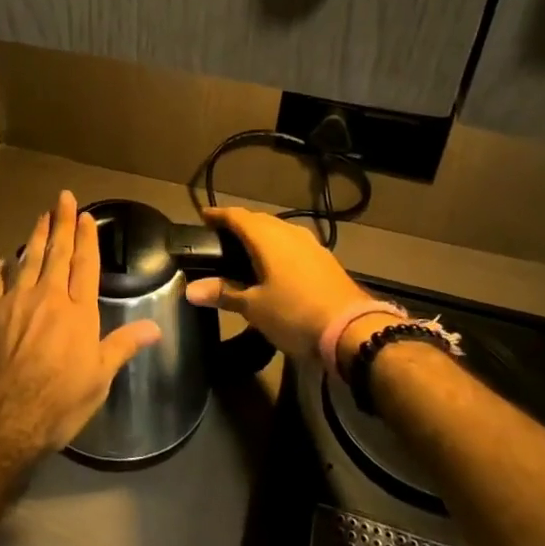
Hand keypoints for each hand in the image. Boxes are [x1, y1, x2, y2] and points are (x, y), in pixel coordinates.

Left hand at [0, 190, 161, 458]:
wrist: (2, 415)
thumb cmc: (58, 402)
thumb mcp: (99, 379)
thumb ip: (123, 346)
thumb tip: (156, 327)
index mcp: (78, 312)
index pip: (86, 265)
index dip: (86, 239)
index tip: (86, 215)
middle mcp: (48, 296)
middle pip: (57, 253)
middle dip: (62, 223)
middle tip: (63, 198)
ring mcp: (15, 300)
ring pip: (27, 259)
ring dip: (35, 236)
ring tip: (40, 216)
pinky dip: (0, 268)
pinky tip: (2, 260)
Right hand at [184, 207, 367, 358]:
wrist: (353, 331)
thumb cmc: (294, 313)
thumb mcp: (254, 307)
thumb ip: (224, 293)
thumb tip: (190, 289)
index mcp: (267, 237)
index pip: (236, 216)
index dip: (218, 215)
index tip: (203, 217)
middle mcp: (289, 233)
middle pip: (259, 220)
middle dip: (239, 224)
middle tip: (221, 236)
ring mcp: (311, 245)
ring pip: (279, 231)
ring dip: (261, 236)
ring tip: (246, 250)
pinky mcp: (326, 260)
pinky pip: (293, 245)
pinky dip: (278, 249)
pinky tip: (276, 266)